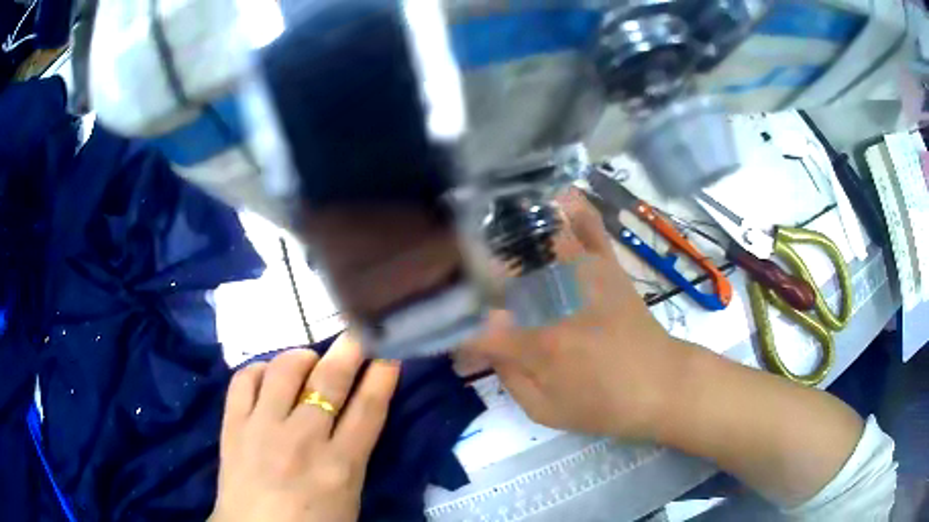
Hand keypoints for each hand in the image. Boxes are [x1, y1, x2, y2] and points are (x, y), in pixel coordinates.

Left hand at [211, 335, 399, 521]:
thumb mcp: (348, 496)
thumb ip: (352, 454)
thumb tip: (353, 413)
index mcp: (340, 466)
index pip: (368, 409)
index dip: (382, 376)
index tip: (389, 352)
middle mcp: (303, 440)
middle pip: (330, 381)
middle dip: (350, 350)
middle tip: (358, 333)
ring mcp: (263, 429)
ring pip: (284, 370)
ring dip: (301, 357)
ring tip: (307, 361)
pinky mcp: (233, 425)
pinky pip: (245, 379)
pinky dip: (260, 369)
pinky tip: (268, 375)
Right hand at [465, 189, 690, 439]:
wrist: (661, 384)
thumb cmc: (604, 405)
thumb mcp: (546, 410)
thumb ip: (508, 377)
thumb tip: (485, 347)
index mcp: (538, 343)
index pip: (476, 329)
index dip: (453, 334)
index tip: (450, 341)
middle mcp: (555, 299)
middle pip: (497, 270)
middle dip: (468, 273)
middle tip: (455, 279)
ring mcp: (583, 274)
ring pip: (537, 238)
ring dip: (506, 229)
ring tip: (483, 223)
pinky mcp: (606, 264)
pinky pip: (587, 226)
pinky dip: (570, 207)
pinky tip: (552, 195)